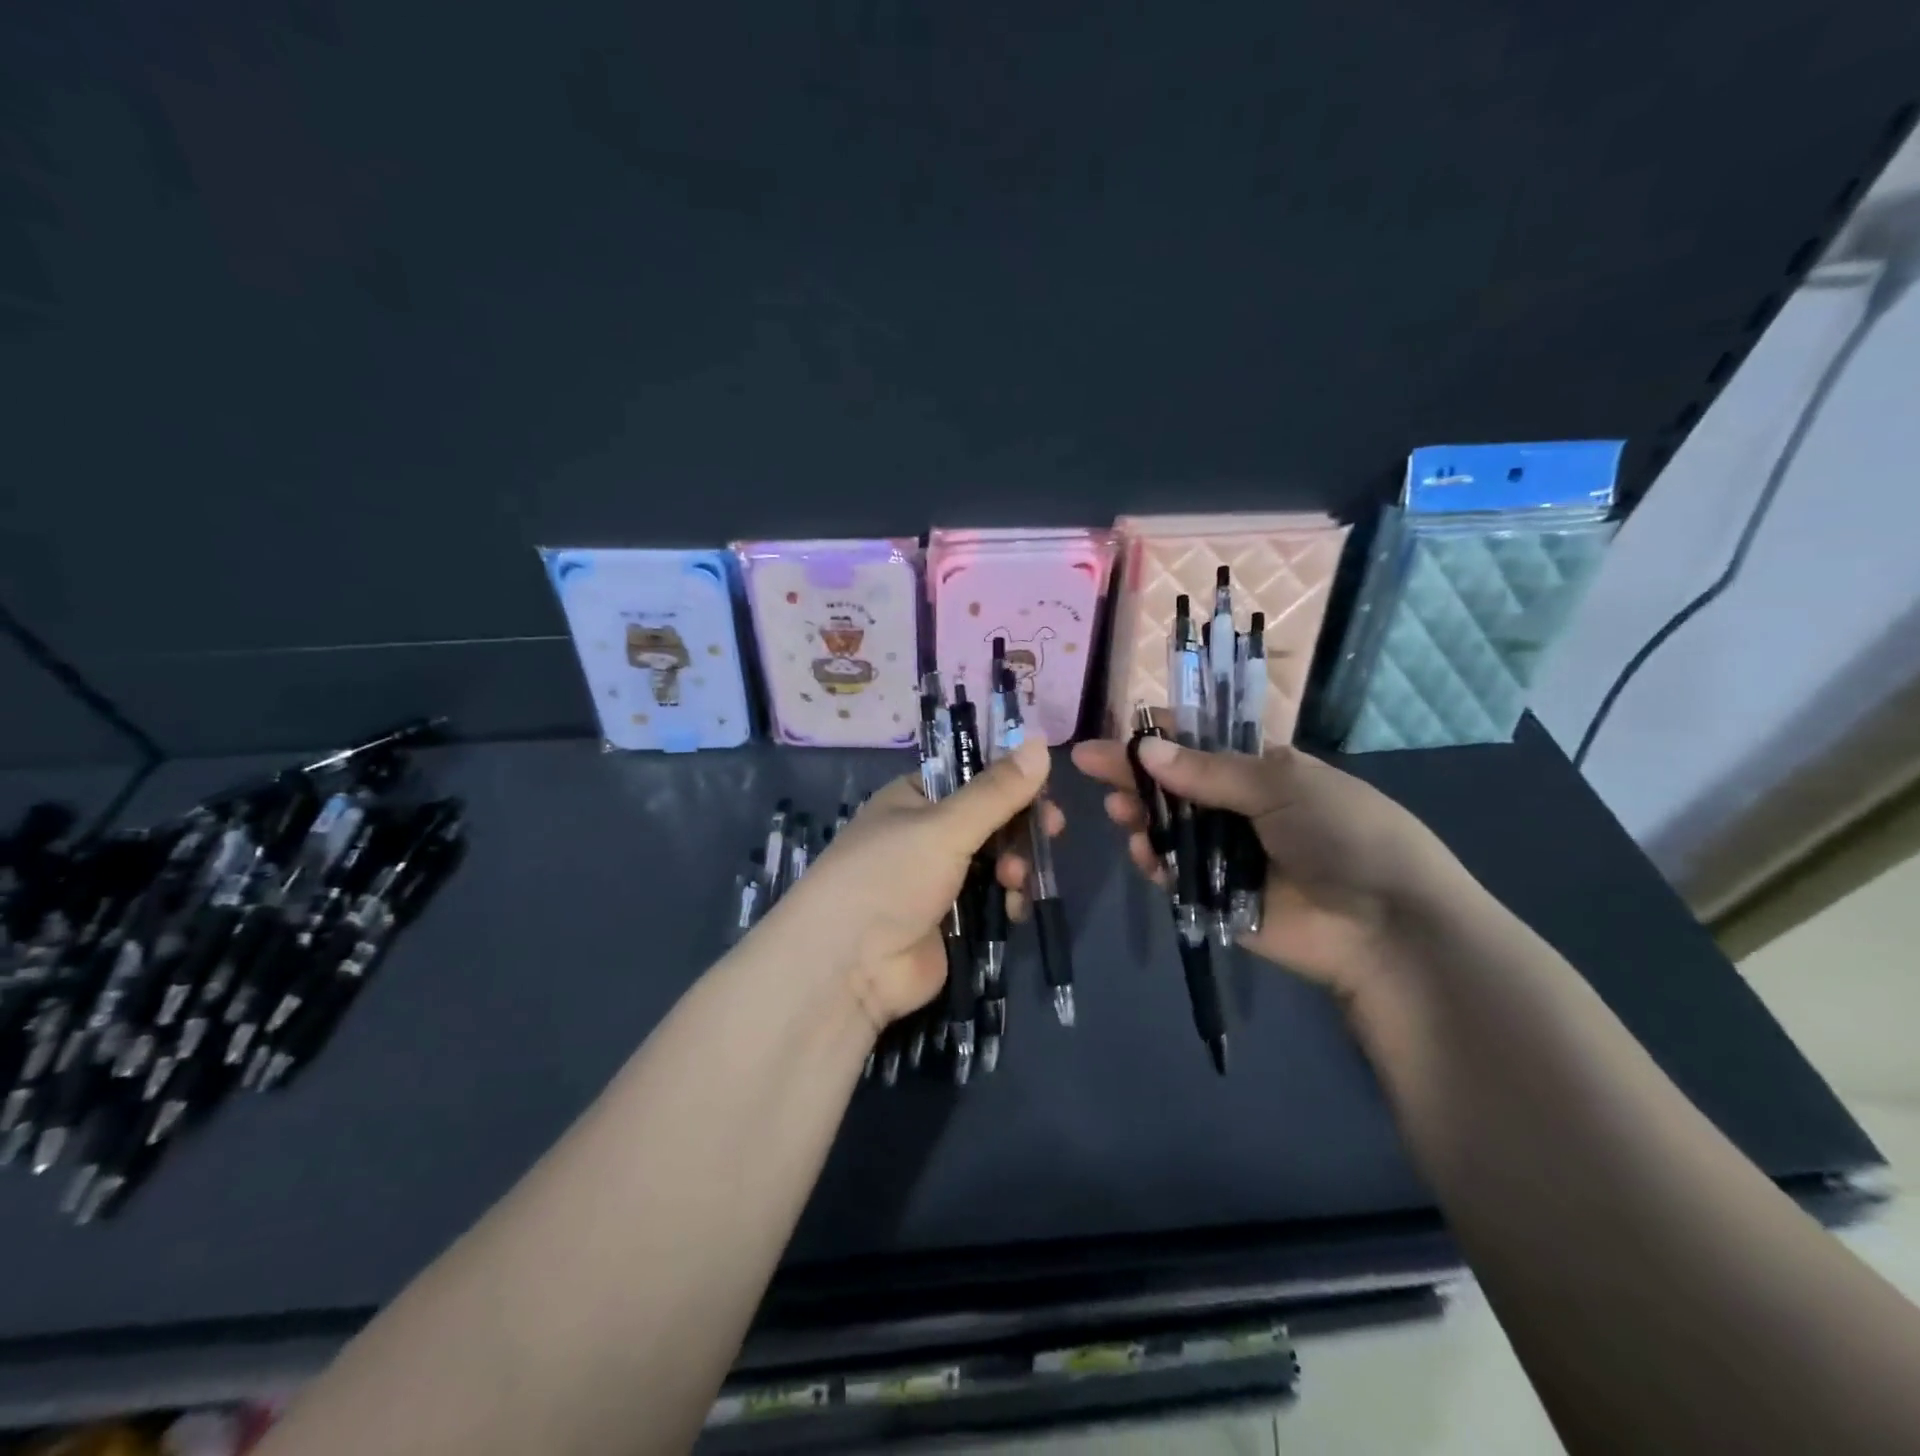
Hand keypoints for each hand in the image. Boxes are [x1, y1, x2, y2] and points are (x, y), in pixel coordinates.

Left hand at [757, 736, 1063, 1030]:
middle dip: (1019, 826)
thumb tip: (1040, 742)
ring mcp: (938, 879)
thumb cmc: (890, 878)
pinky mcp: (951, 919)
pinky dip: (1008, 898)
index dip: (1010, 780)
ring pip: (996, 859)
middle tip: (1051, 831)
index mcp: (914, 798)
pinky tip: (1013, 908)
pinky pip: (992, 897)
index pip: (971, 775)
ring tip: (1016, 880)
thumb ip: (996, 791)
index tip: (1045, 789)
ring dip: (1016, 864)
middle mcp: (925, 834)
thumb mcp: (944, 827)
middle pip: (989, 819)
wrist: (849, 967)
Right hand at [1071, 735, 1466, 1002]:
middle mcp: (1240, 808)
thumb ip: (1209, 771)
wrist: (1385, 926)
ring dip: (1140, 816)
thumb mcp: (1281, 786)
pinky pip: (1174, 873)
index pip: (1200, 743)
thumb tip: (1145, 749)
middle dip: (1135, 775)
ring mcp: (1226, 853)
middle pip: (1175, 785)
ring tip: (1120, 811)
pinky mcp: (1216, 896)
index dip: (1159, 736)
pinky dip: (1155, 861)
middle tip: (1092, 766)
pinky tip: (1144, 853)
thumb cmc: (1342, 834)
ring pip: (1168, 828)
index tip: (1119, 733)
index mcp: (1263, 770)